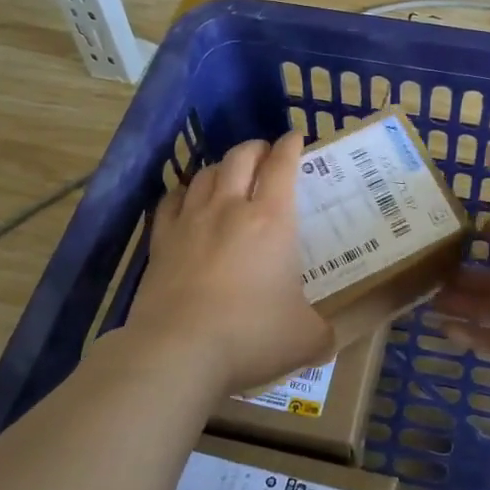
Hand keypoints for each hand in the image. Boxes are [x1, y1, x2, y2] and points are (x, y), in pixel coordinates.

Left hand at [125, 130, 335, 396]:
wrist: (178, 352)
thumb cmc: (251, 336)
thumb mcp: (306, 339)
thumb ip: (323, 333)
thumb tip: (329, 341)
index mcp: (272, 220)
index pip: (283, 166)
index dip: (291, 146)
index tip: (296, 138)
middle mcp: (230, 208)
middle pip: (241, 157)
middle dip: (256, 148)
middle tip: (266, 153)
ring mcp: (190, 222)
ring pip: (206, 174)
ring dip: (222, 167)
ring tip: (230, 174)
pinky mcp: (161, 241)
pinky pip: (171, 201)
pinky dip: (184, 192)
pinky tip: (187, 199)